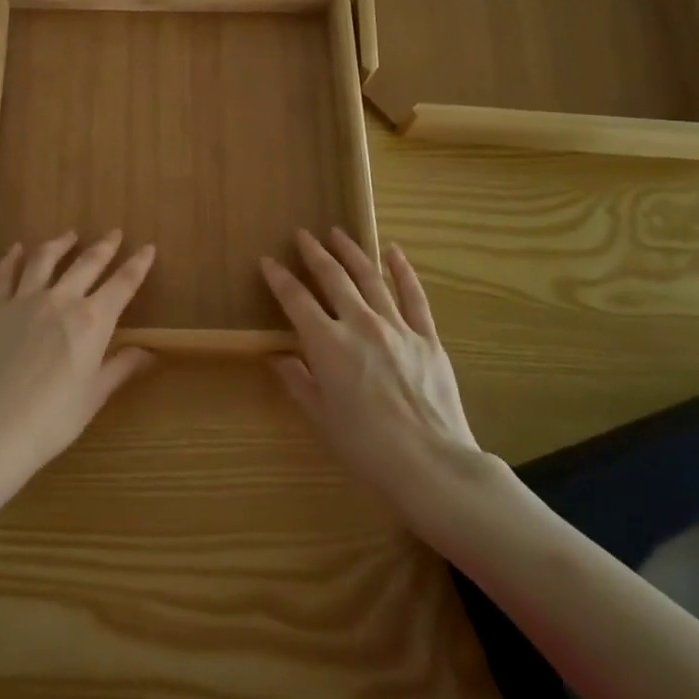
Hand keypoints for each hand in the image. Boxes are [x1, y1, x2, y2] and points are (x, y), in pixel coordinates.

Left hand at [0, 230, 156, 480]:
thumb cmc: (52, 419)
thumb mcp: (94, 396)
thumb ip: (120, 367)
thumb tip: (149, 352)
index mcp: (92, 321)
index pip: (123, 284)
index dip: (138, 264)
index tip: (147, 248)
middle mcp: (61, 300)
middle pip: (87, 263)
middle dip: (104, 246)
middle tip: (114, 232)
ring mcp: (24, 301)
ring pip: (45, 260)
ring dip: (60, 243)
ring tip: (70, 234)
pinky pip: (5, 275)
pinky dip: (13, 258)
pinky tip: (18, 249)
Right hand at [260, 229, 478, 505]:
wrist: (430, 464)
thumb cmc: (365, 446)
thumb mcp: (320, 416)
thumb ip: (296, 379)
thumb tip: (275, 355)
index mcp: (327, 343)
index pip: (296, 299)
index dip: (279, 278)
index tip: (268, 261)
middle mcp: (359, 324)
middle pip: (333, 277)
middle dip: (314, 253)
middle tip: (303, 234)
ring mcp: (397, 326)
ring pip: (369, 277)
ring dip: (351, 252)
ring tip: (337, 233)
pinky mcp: (427, 337)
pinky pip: (413, 295)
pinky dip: (402, 270)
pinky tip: (393, 252)